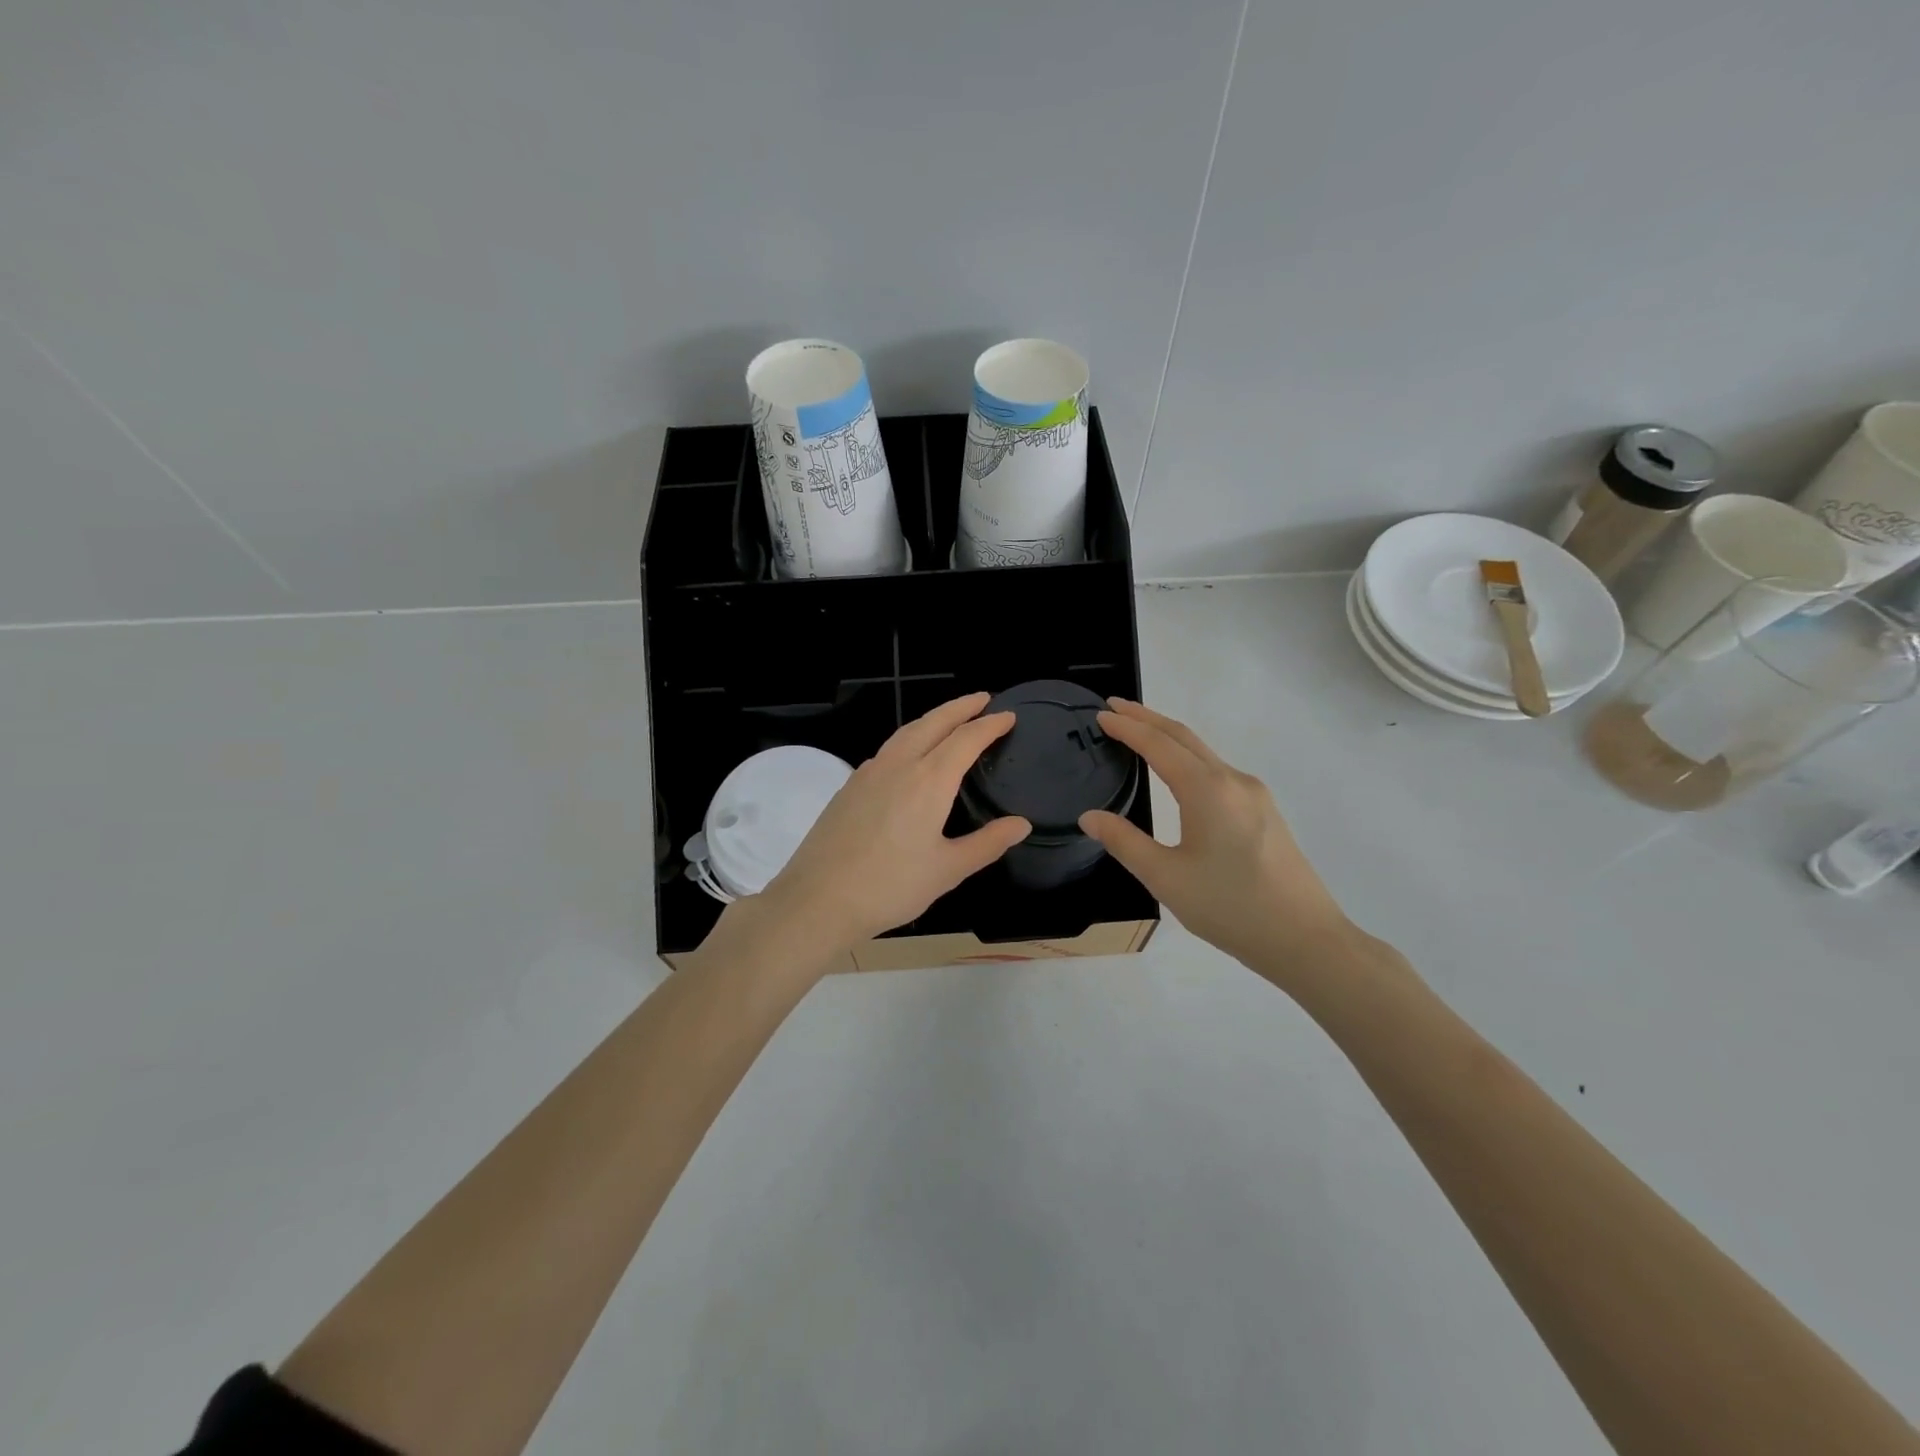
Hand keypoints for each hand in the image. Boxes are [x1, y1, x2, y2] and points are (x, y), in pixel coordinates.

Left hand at [755, 693, 1030, 953]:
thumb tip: (1021, 824)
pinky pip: (887, 750)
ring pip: (906, 732)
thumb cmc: (891, 887)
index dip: (990, 725)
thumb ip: (987, 843)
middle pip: (934, 722)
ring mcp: (869, 773)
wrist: (818, 899)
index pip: (966, 739)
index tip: (1009, 716)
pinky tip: (910, 756)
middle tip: (983, 699)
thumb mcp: (948, 870)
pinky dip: (909, 739)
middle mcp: (899, 766)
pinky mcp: (849, 786)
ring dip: (932, 719)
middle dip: (961, 707)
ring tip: (950, 720)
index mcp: (929, 781)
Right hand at [1079, 699, 1353, 977]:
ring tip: (1139, 734)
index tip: (1102, 714)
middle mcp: (1233, 781)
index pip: (1159, 745)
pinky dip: (1189, 758)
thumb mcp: (1166, 878)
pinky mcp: (1264, 811)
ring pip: (1204, 753)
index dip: (1128, 727)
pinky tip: (1178, 773)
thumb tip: (1090, 817)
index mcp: (1207, 790)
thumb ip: (1124, 842)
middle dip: (1148, 719)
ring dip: (1169, 737)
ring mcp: (1254, 795)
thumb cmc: (1230, 908)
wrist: (1305, 939)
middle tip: (1115, 708)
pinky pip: (1218, 770)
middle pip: (1184, 737)